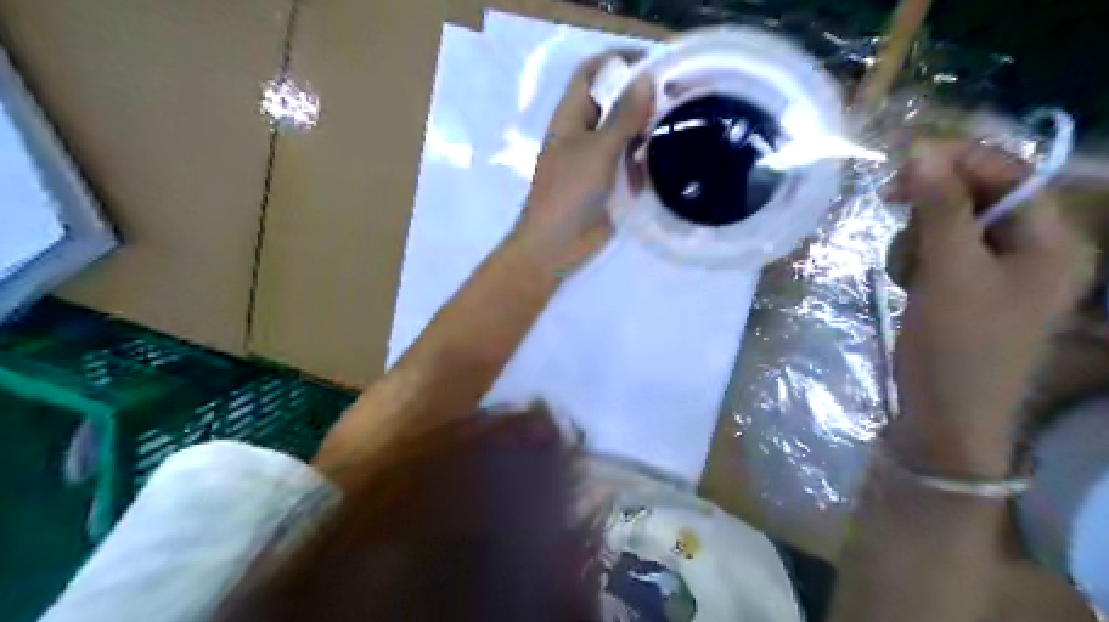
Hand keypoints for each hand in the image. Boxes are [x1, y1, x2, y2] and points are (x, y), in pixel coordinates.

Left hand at [513, 50, 655, 273]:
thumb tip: (645, 78)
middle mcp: (582, 133)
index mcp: (571, 117)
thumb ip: (623, 116)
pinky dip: (641, 164)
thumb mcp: (598, 151)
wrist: (555, 246)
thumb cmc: (569, 193)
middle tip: (676, 99)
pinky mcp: (606, 184)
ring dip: (643, 134)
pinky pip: (628, 164)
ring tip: (672, 134)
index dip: (617, 61)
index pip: (592, 73)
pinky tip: (657, 170)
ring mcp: (594, 160)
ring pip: (623, 134)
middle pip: (612, 103)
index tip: (654, 63)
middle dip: (640, 99)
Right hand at [890, 143, 1089, 474]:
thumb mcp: (947, 272)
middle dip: (931, 210)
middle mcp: (1036, 250)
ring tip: (905, 274)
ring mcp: (1003, 273)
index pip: (1008, 173)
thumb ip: (939, 209)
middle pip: (977, 198)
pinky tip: (907, 284)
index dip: (955, 162)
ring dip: (918, 240)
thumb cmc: (955, 346)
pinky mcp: (972, 291)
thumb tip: (920, 151)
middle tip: (893, 221)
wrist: (945, 419)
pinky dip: (918, 262)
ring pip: (951, 226)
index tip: (898, 168)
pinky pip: (942, 254)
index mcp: (1053, 241)